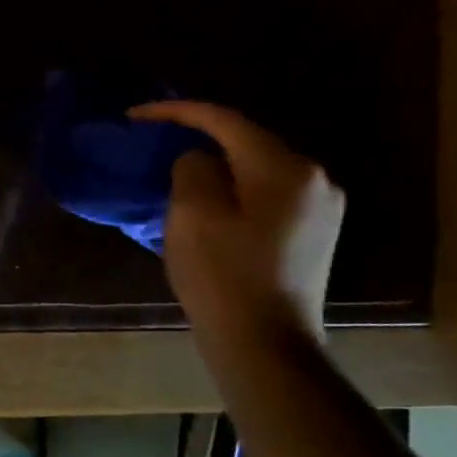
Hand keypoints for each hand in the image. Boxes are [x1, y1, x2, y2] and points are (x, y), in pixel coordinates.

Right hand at [132, 102, 344, 345]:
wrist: (266, 345)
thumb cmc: (223, 276)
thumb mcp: (192, 214)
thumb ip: (192, 168)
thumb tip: (199, 160)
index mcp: (284, 167)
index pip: (225, 120)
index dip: (176, 111)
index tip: (135, 116)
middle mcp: (314, 178)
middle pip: (246, 141)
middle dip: (198, 138)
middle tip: (154, 144)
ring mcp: (321, 208)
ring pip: (256, 169)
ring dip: (216, 166)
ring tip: (176, 175)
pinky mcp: (315, 234)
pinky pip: (266, 194)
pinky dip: (234, 190)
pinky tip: (210, 206)